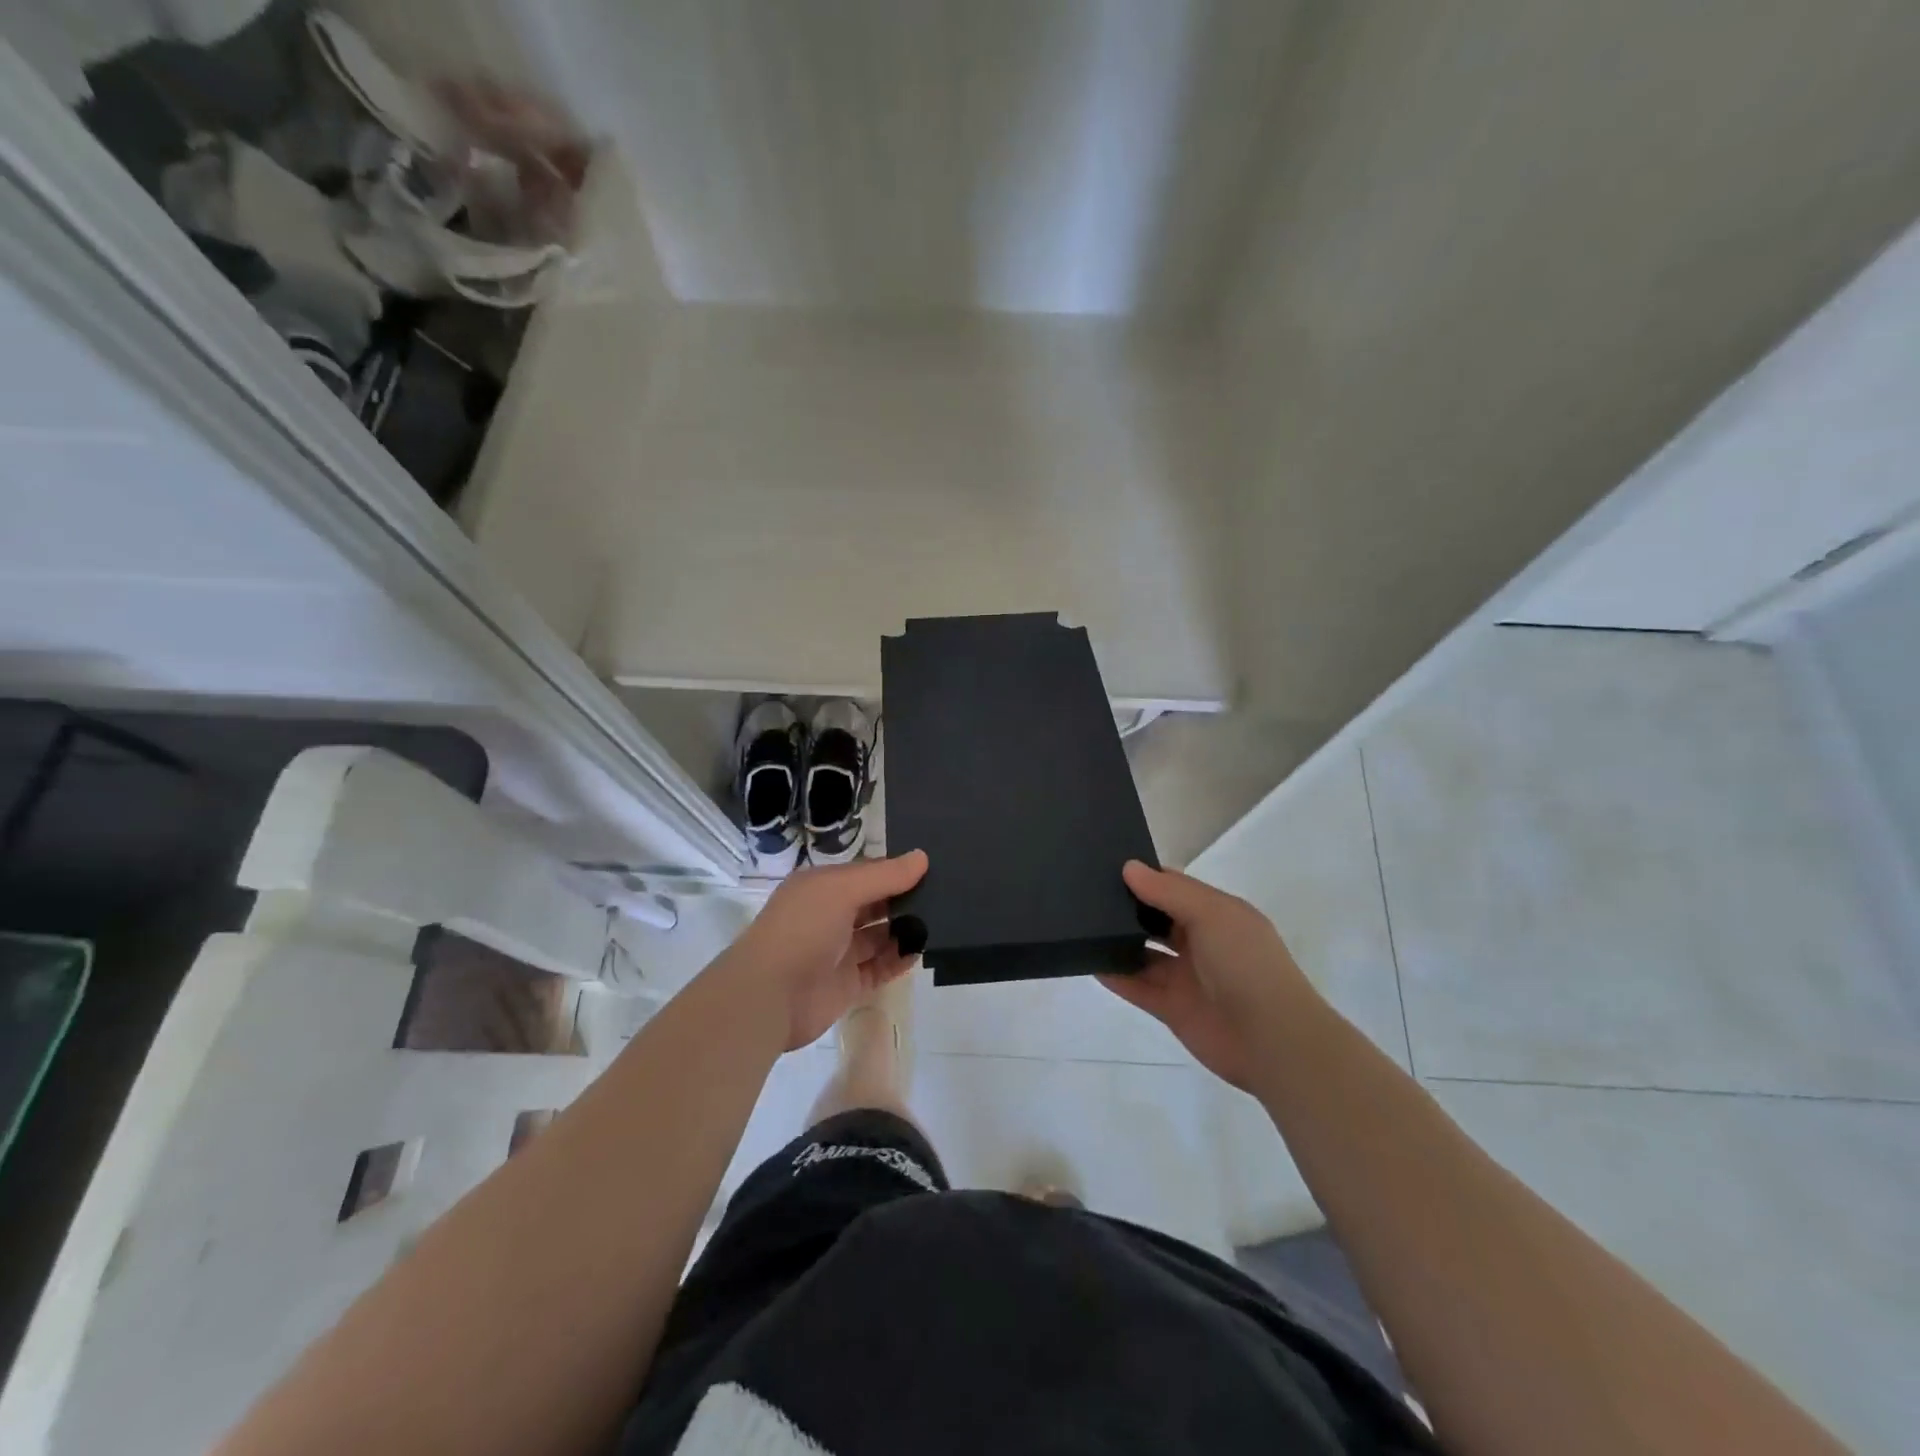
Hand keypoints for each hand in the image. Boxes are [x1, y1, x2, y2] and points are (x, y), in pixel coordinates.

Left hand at [721, 850, 928, 1051]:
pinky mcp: (847, 984)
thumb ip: (884, 875)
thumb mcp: (842, 890)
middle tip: (944, 895)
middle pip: (874, 904)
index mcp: (821, 887)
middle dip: (904, 899)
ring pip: (879, 936)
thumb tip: (922, 857)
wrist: (769, 996)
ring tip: (940, 922)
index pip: (866, 873)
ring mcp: (838, 952)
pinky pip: (880, 967)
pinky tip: (920, 950)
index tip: (931, 868)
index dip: (895, 870)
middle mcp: (829, 916)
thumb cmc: (802, 929)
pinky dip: (899, 960)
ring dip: (905, 930)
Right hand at [1100, 861, 1320, 1090]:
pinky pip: (1138, 987)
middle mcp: (1201, 942)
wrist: (1272, 1040)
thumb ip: (1168, 891)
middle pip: (1157, 919)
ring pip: (1145, 953)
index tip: (1107, 866)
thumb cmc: (1246, 964)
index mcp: (1218, 914)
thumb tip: (1129, 867)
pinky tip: (1090, 962)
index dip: (1145, 876)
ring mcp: (1186, 976)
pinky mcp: (1173, 1008)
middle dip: (1128, 907)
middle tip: (1085, 892)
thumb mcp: (1212, 914)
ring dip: (1119, 942)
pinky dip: (1116, 976)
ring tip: (1082, 925)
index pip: (1175, 888)